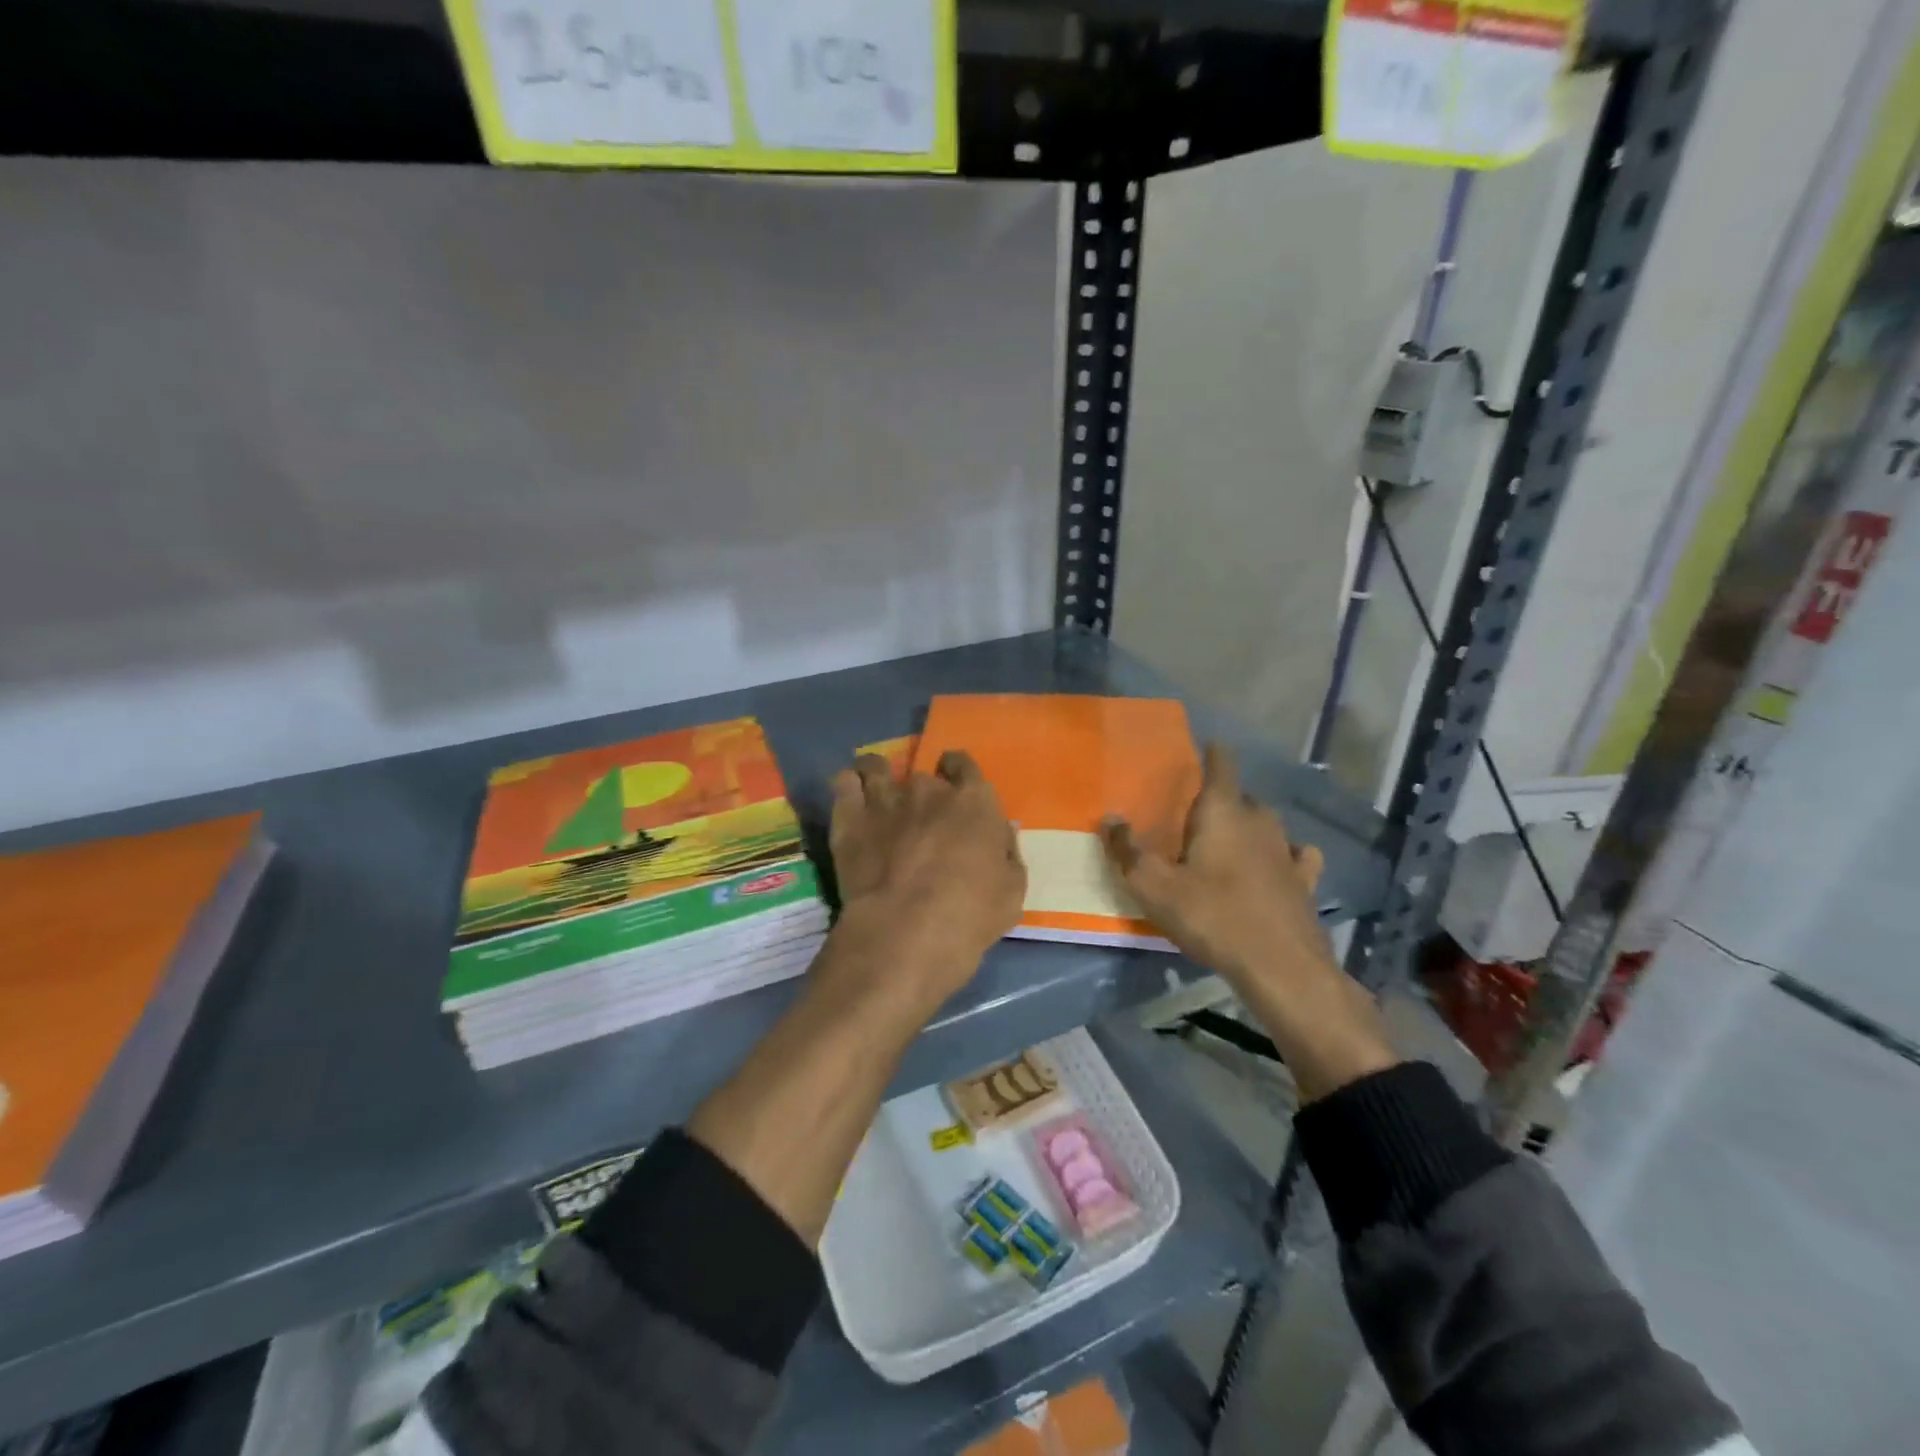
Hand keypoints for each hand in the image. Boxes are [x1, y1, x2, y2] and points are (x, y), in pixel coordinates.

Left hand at [823, 750, 1025, 1017]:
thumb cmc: (969, 915)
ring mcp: (885, 799)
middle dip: (923, 791)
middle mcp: (929, 789)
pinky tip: (850, 798)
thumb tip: (1001, 833)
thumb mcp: (1012, 891)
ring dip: (880, 777)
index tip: (955, 787)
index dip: (959, 773)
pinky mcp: (850, 817)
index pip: (965, 765)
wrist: (905, 933)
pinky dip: (848, 786)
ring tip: (878, 794)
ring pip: (877, 768)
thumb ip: (1007, 853)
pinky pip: (845, 783)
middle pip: (924, 774)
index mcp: (974, 801)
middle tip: (920, 817)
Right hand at [1101, 743, 1394, 1100]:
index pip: (1221, 765)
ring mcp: (1287, 850)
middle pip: (1241, 796)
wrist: (1280, 967)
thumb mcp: (1154, 887)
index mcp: (1222, 812)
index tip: (1205, 746)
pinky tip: (1280, 863)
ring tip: (1230, 839)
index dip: (1212, 752)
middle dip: (1221, 798)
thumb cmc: (1212, 916)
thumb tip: (1110, 818)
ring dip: (1249, 825)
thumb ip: (1128, 850)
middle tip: (1197, 815)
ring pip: (1267, 823)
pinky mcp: (1305, 881)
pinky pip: (1295, 854)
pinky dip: (1284, 853)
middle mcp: (1259, 820)